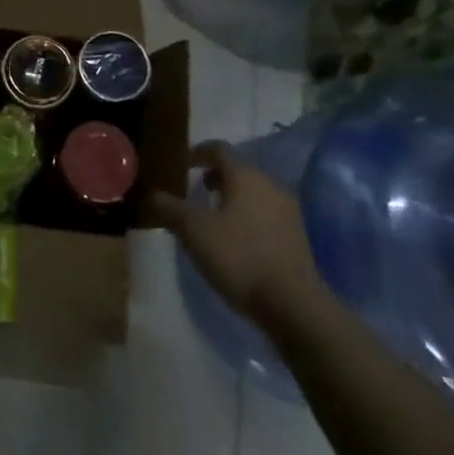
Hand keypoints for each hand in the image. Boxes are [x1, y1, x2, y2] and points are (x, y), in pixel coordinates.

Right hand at [153, 143, 328, 322]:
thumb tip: (156, 195)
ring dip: (233, 197)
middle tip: (197, 189)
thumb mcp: (195, 232)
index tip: (185, 162)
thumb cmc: (239, 257)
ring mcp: (288, 210)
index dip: (199, 152)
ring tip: (214, 216)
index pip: (219, 149)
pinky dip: (248, 215)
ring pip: (254, 192)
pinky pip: (266, 213)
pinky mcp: (297, 236)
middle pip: (239, 170)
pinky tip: (237, 238)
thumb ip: (173, 209)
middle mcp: (270, 185)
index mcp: (245, 176)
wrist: (293, 305)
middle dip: (216, 176)